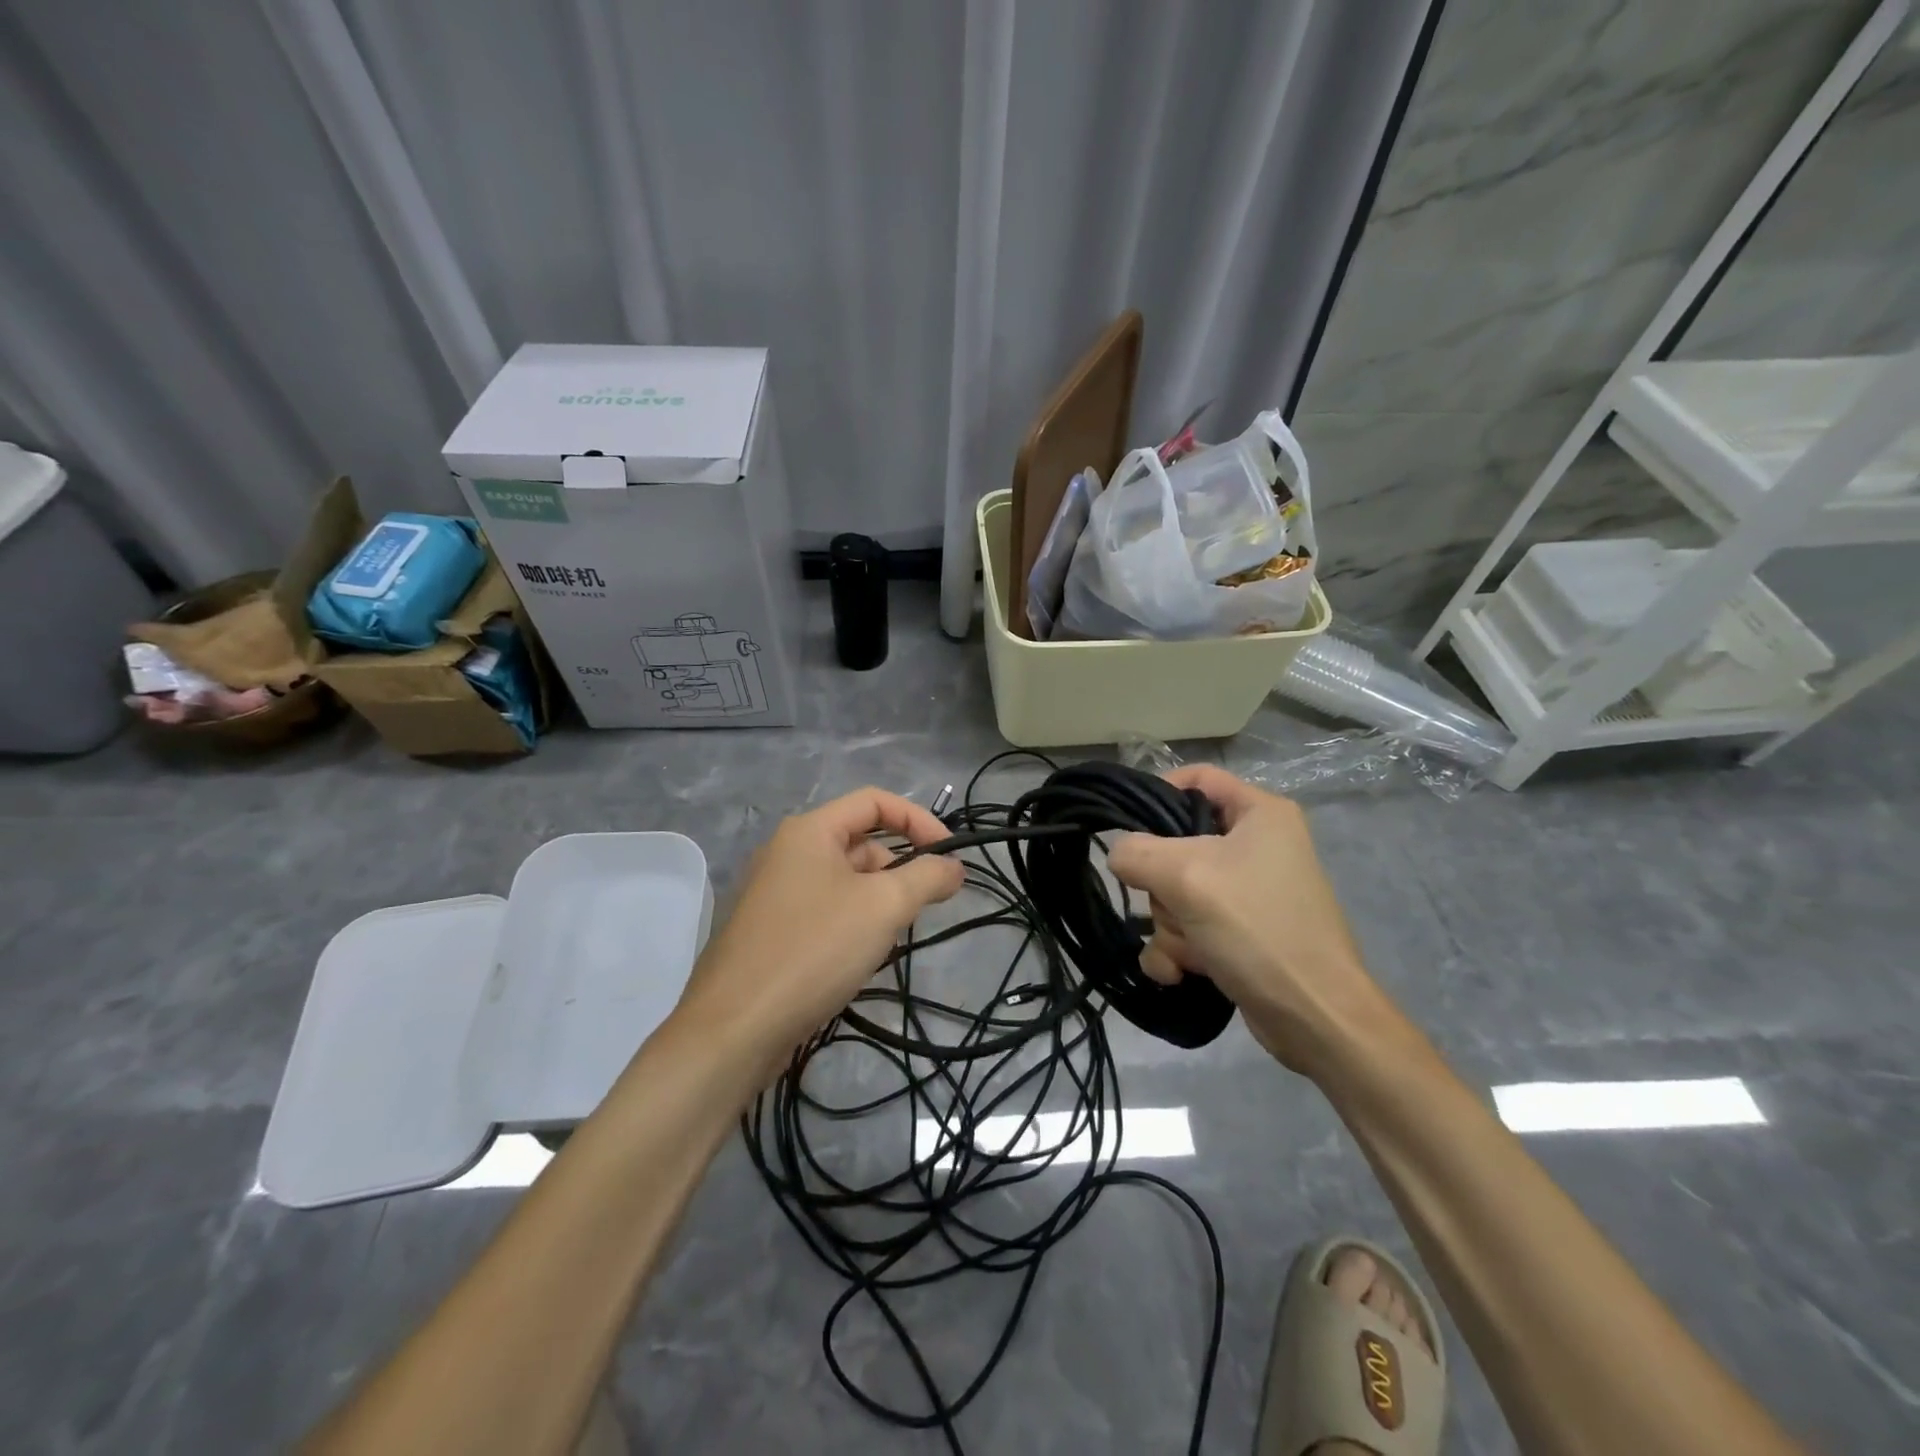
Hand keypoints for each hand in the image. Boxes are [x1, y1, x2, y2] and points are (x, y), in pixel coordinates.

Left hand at [673, 787, 963, 1074]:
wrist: (735, 1029)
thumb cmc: (814, 950)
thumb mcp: (883, 907)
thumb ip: (927, 877)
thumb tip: (954, 867)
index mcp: (808, 831)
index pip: (875, 802)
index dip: (919, 820)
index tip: (949, 857)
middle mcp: (787, 852)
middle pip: (860, 842)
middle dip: (899, 869)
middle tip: (921, 908)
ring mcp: (774, 893)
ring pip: (845, 881)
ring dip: (877, 900)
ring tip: (889, 939)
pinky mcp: (771, 930)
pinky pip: (825, 910)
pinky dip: (853, 922)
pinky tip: (859, 959)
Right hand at [1106, 766, 1383, 1074]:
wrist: (1314, 1017)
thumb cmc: (1257, 928)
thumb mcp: (1186, 877)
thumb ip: (1137, 853)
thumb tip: (1118, 855)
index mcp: (1260, 813)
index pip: (1197, 778)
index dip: (1157, 792)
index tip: (1127, 824)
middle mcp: (1256, 846)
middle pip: (1177, 845)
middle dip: (1163, 888)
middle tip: (1175, 908)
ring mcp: (1248, 893)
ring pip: (1176, 893)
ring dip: (1170, 927)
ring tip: (1187, 953)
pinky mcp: (1240, 933)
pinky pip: (1188, 928)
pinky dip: (1178, 950)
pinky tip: (1180, 973)